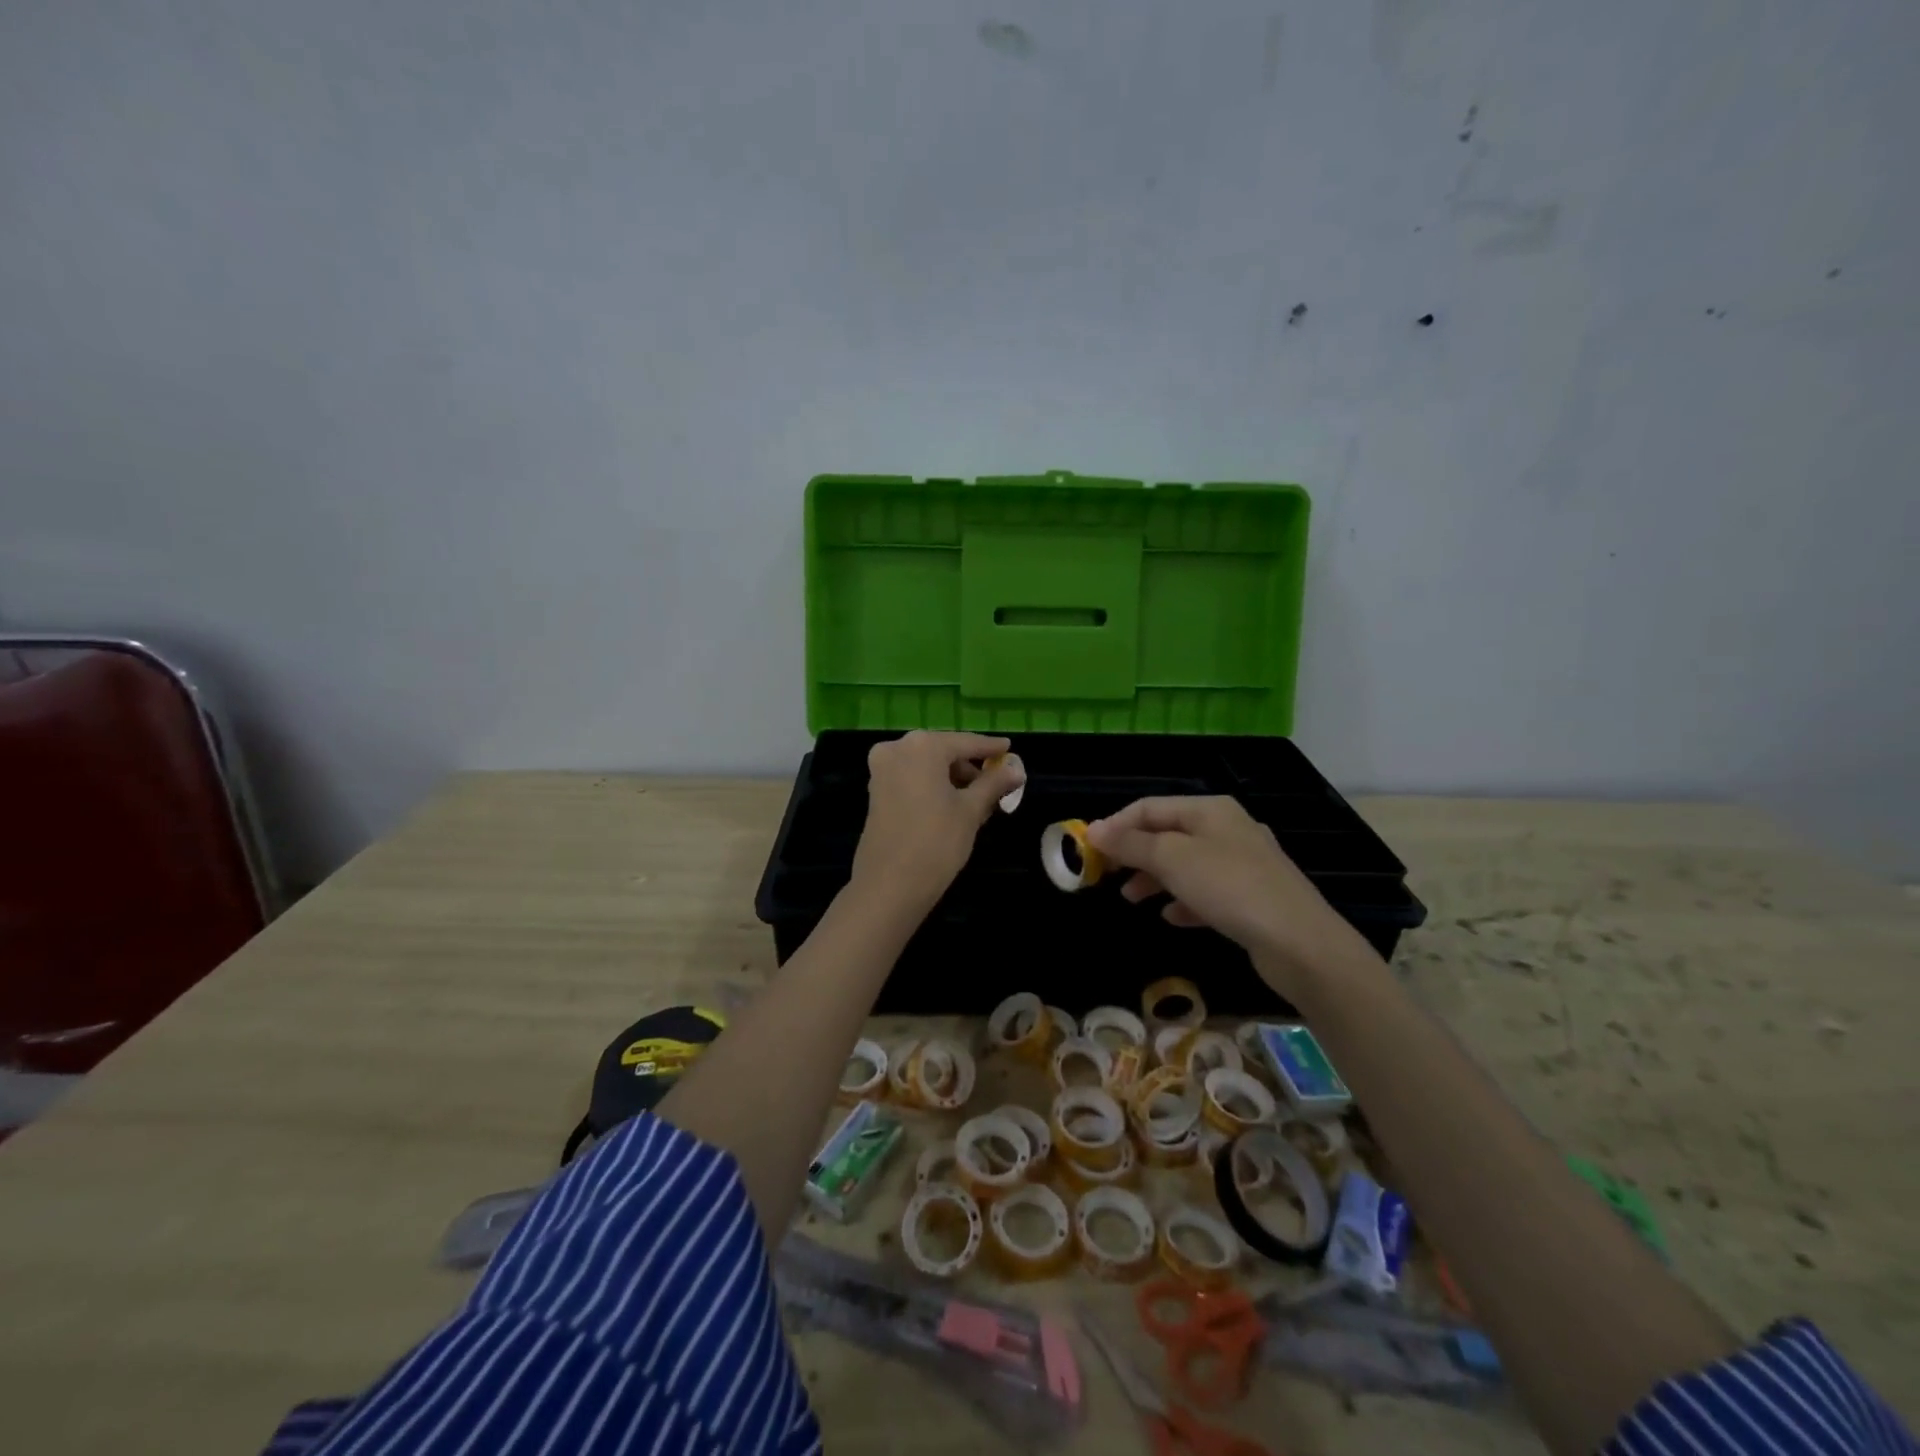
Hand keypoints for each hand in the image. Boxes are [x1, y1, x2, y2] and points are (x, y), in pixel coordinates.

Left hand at [850, 732, 1024, 920]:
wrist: (889, 885)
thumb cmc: (936, 842)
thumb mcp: (971, 811)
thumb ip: (993, 784)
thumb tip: (1016, 770)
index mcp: (922, 746)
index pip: (966, 742)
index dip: (990, 748)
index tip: (1009, 748)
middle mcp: (897, 748)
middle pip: (944, 751)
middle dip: (970, 767)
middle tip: (996, 784)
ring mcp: (882, 769)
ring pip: (927, 766)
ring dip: (952, 778)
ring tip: (978, 801)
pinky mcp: (876, 791)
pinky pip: (912, 778)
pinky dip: (933, 786)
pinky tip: (953, 805)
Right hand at [1085, 797, 1367, 988]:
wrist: (1300, 942)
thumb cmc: (1230, 888)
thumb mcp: (1172, 859)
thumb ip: (1131, 843)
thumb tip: (1094, 830)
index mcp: (1210, 810)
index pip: (1150, 807)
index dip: (1116, 825)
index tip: (1089, 850)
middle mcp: (1228, 828)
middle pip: (1168, 833)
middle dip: (1134, 852)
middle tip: (1105, 875)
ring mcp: (1244, 864)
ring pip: (1186, 863)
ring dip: (1154, 877)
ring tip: (1131, 898)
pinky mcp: (1252, 897)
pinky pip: (1207, 891)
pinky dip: (1184, 900)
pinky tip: (1172, 917)